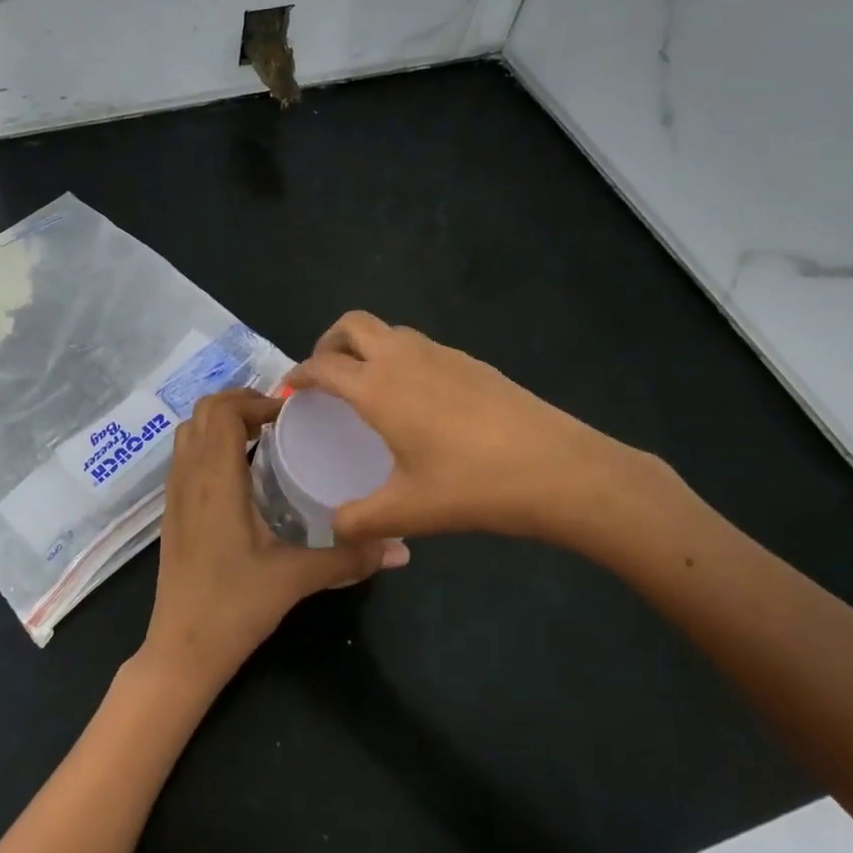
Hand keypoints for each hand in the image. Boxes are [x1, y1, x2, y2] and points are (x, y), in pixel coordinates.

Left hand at [139, 388, 408, 695]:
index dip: (255, 400)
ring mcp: (174, 494)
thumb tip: (401, 548)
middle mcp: (189, 477)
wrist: (181, 649)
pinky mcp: (172, 512)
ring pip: (189, 433)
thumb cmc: (235, 607)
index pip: (222, 411)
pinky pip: (185, 457)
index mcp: (215, 480)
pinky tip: (241, 474)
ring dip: (221, 422)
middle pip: (202, 412)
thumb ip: (348, 558)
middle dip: (239, 403)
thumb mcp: (296, 578)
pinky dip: (210, 445)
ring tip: (261, 438)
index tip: (291, 415)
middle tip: (279, 420)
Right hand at [287, 312, 655, 548]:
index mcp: (378, 387)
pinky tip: (417, 399)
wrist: (561, 470)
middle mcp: (404, 359)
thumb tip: (334, 527)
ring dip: (367, 346)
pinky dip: (401, 357)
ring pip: (390, 330)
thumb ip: (360, 521)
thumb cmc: (473, 487)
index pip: (323, 366)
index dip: (300, 374)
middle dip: (328, 342)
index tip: (291, 389)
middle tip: (325, 376)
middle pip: (352, 324)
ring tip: (367, 385)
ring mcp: (443, 355)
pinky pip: (421, 346)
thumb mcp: (408, 512)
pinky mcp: (473, 362)